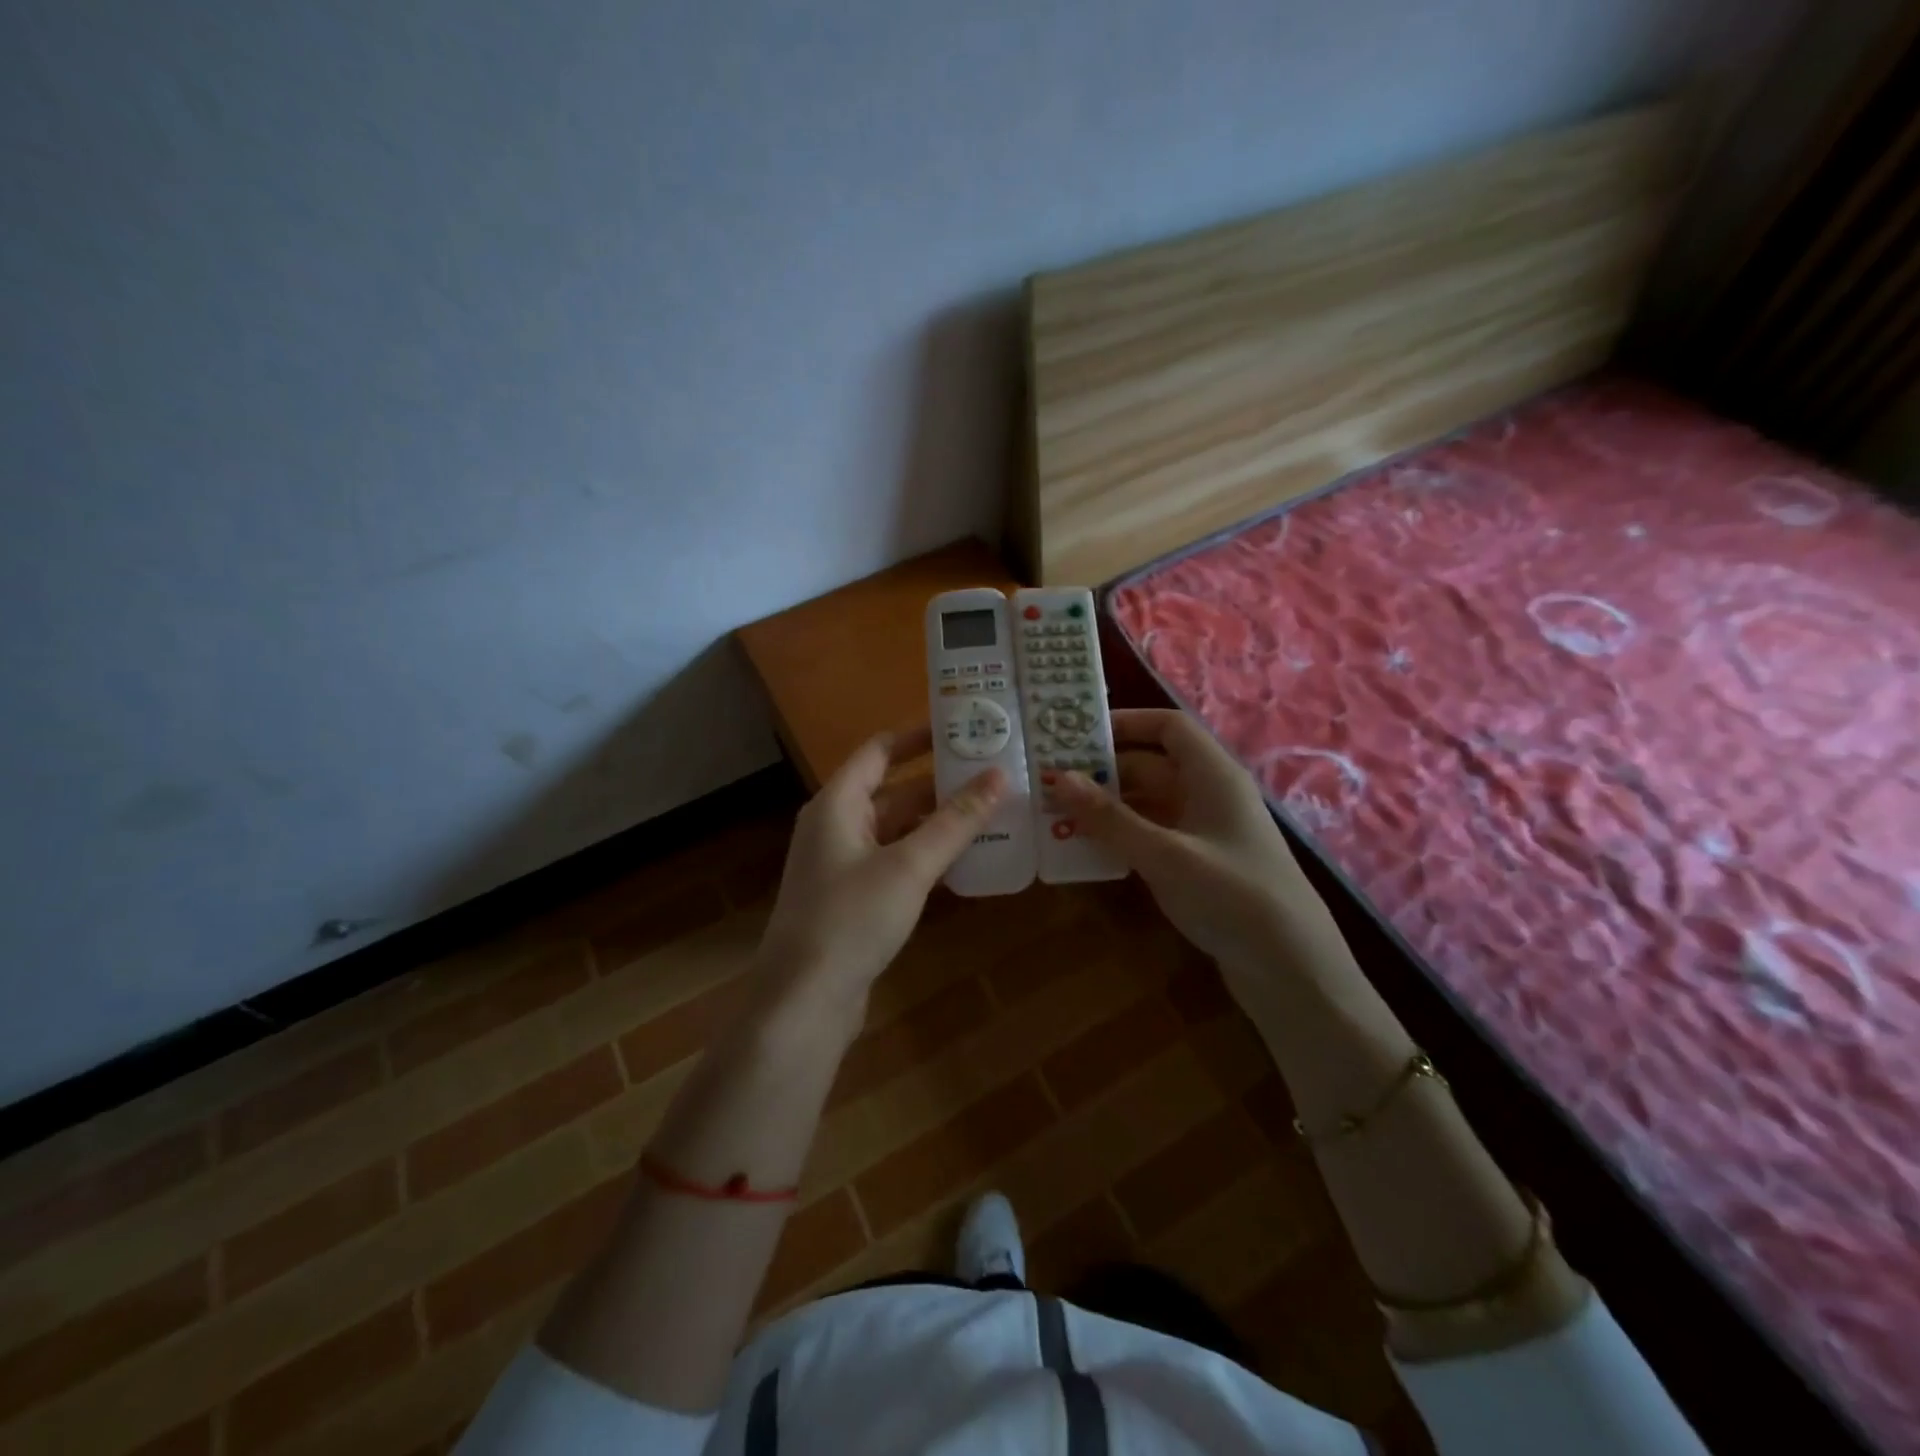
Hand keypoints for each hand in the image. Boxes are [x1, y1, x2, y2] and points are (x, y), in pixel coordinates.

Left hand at [755, 727, 1004, 1021]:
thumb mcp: (909, 866)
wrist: (804, 1001)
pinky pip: (897, 861)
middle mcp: (837, 826)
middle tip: (993, 772)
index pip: (880, 751)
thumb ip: (955, 822)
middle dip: (941, 782)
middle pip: (894, 790)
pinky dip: (928, 854)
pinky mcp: (855, 898)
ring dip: (939, 821)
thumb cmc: (851, 919)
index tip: (962, 726)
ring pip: (899, 829)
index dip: (918, 736)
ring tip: (992, 810)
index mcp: (838, 804)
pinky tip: (967, 859)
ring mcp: (844, 864)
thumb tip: (999, 776)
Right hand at [1056, 710, 1352, 993]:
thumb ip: (1110, 818)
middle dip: (1103, 771)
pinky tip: (1087, 848)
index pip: (1169, 727)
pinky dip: (1121, 836)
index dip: (1126, 723)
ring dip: (1107, 807)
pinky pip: (1153, 835)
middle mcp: (1210, 795)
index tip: (1077, 734)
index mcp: (1213, 775)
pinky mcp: (1200, 864)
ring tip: (1056, 813)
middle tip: (1050, 781)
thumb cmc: (1232, 896)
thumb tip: (1057, 778)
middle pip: (1152, 766)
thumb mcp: (1165, 854)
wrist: (1292, 970)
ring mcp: (1206, 831)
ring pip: (1148, 803)